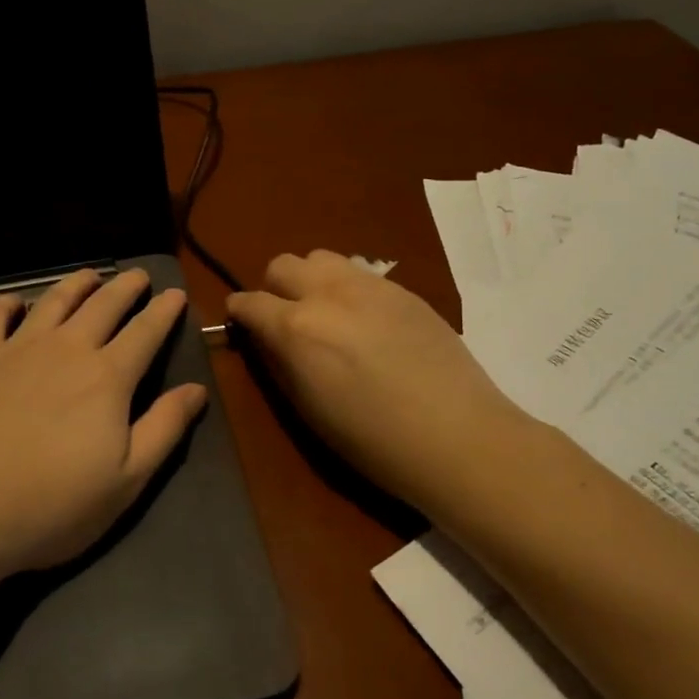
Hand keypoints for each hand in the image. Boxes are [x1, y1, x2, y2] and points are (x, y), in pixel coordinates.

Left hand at [0, 268, 207, 580]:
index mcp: (107, 378)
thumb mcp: (125, 481)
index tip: (176, 294)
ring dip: (76, 285)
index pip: (145, 332)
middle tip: (139, 275)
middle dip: (126, 287)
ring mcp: (18, 350)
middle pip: (104, 306)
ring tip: (89, 275)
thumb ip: (164, 429)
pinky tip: (14, 301)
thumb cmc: (50, 506)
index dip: (164, 311)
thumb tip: (197, 389)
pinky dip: (8, 304)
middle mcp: (66, 350)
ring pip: (54, 302)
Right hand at [226, 250, 538, 514]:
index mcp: (297, 328)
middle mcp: (328, 293)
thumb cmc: (373, 441)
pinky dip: (346, 287)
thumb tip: (264, 339)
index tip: (242, 325)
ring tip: (325, 313)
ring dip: (310, 280)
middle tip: (286, 320)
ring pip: (320, 257)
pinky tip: (365, 322)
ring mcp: (369, 285)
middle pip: (282, 265)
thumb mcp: (308, 410)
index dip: (239, 313)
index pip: (249, 301)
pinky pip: (358, 272)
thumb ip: (279, 364)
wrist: (459, 436)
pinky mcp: (402, 289)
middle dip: (274, 289)